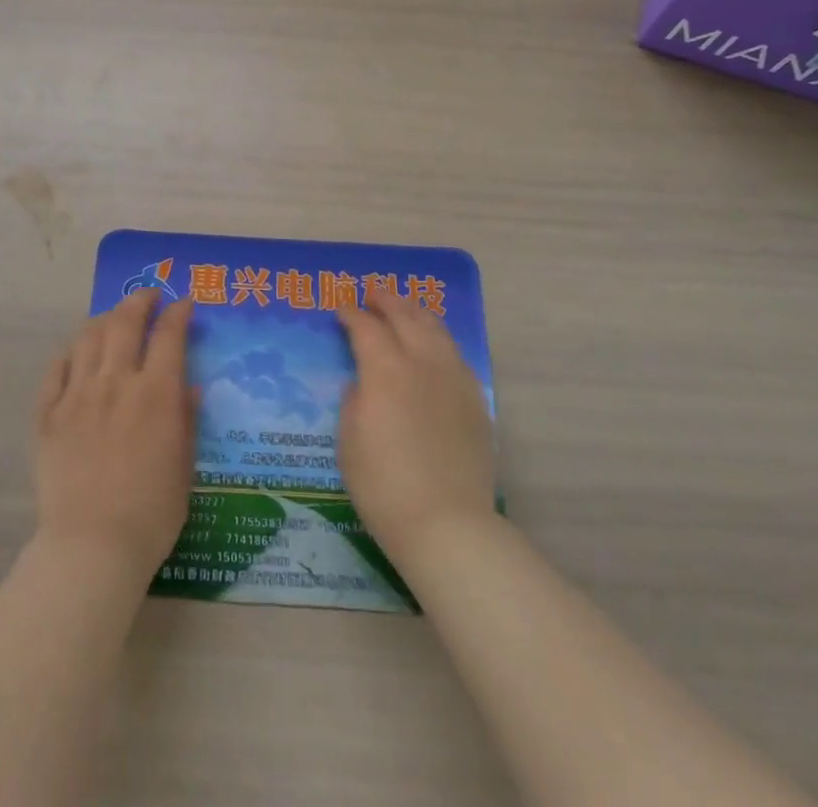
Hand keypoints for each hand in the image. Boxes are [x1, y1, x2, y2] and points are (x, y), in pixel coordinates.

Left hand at [32, 290, 196, 581]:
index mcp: (156, 393)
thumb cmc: (152, 513)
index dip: (177, 313)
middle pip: (125, 323)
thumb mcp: (184, 467)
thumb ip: (186, 420)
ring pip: (88, 337)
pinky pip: (56, 369)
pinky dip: (70, 352)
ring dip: (105, 320)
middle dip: (139, 301)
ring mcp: (77, 395)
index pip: (168, 335)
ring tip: (113, 319)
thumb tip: (190, 386)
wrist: (92, 547)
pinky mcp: (48, 415)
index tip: (184, 304)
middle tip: (148, 297)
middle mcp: (116, 382)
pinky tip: (77, 353)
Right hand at [336, 293, 497, 565]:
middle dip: (387, 300)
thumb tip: (362, 382)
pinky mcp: (475, 400)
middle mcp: (422, 362)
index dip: (352, 314)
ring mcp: (454, 379)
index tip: (342, 307)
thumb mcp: (349, 442)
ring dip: (416, 313)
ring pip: (436, 330)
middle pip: (405, 316)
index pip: (366, 327)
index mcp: (386, 370)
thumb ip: (354, 401)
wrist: (447, 525)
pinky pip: (455, 355)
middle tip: (373, 292)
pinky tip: (434, 346)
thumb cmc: (384, 486)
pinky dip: (439, 339)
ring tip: (405, 307)